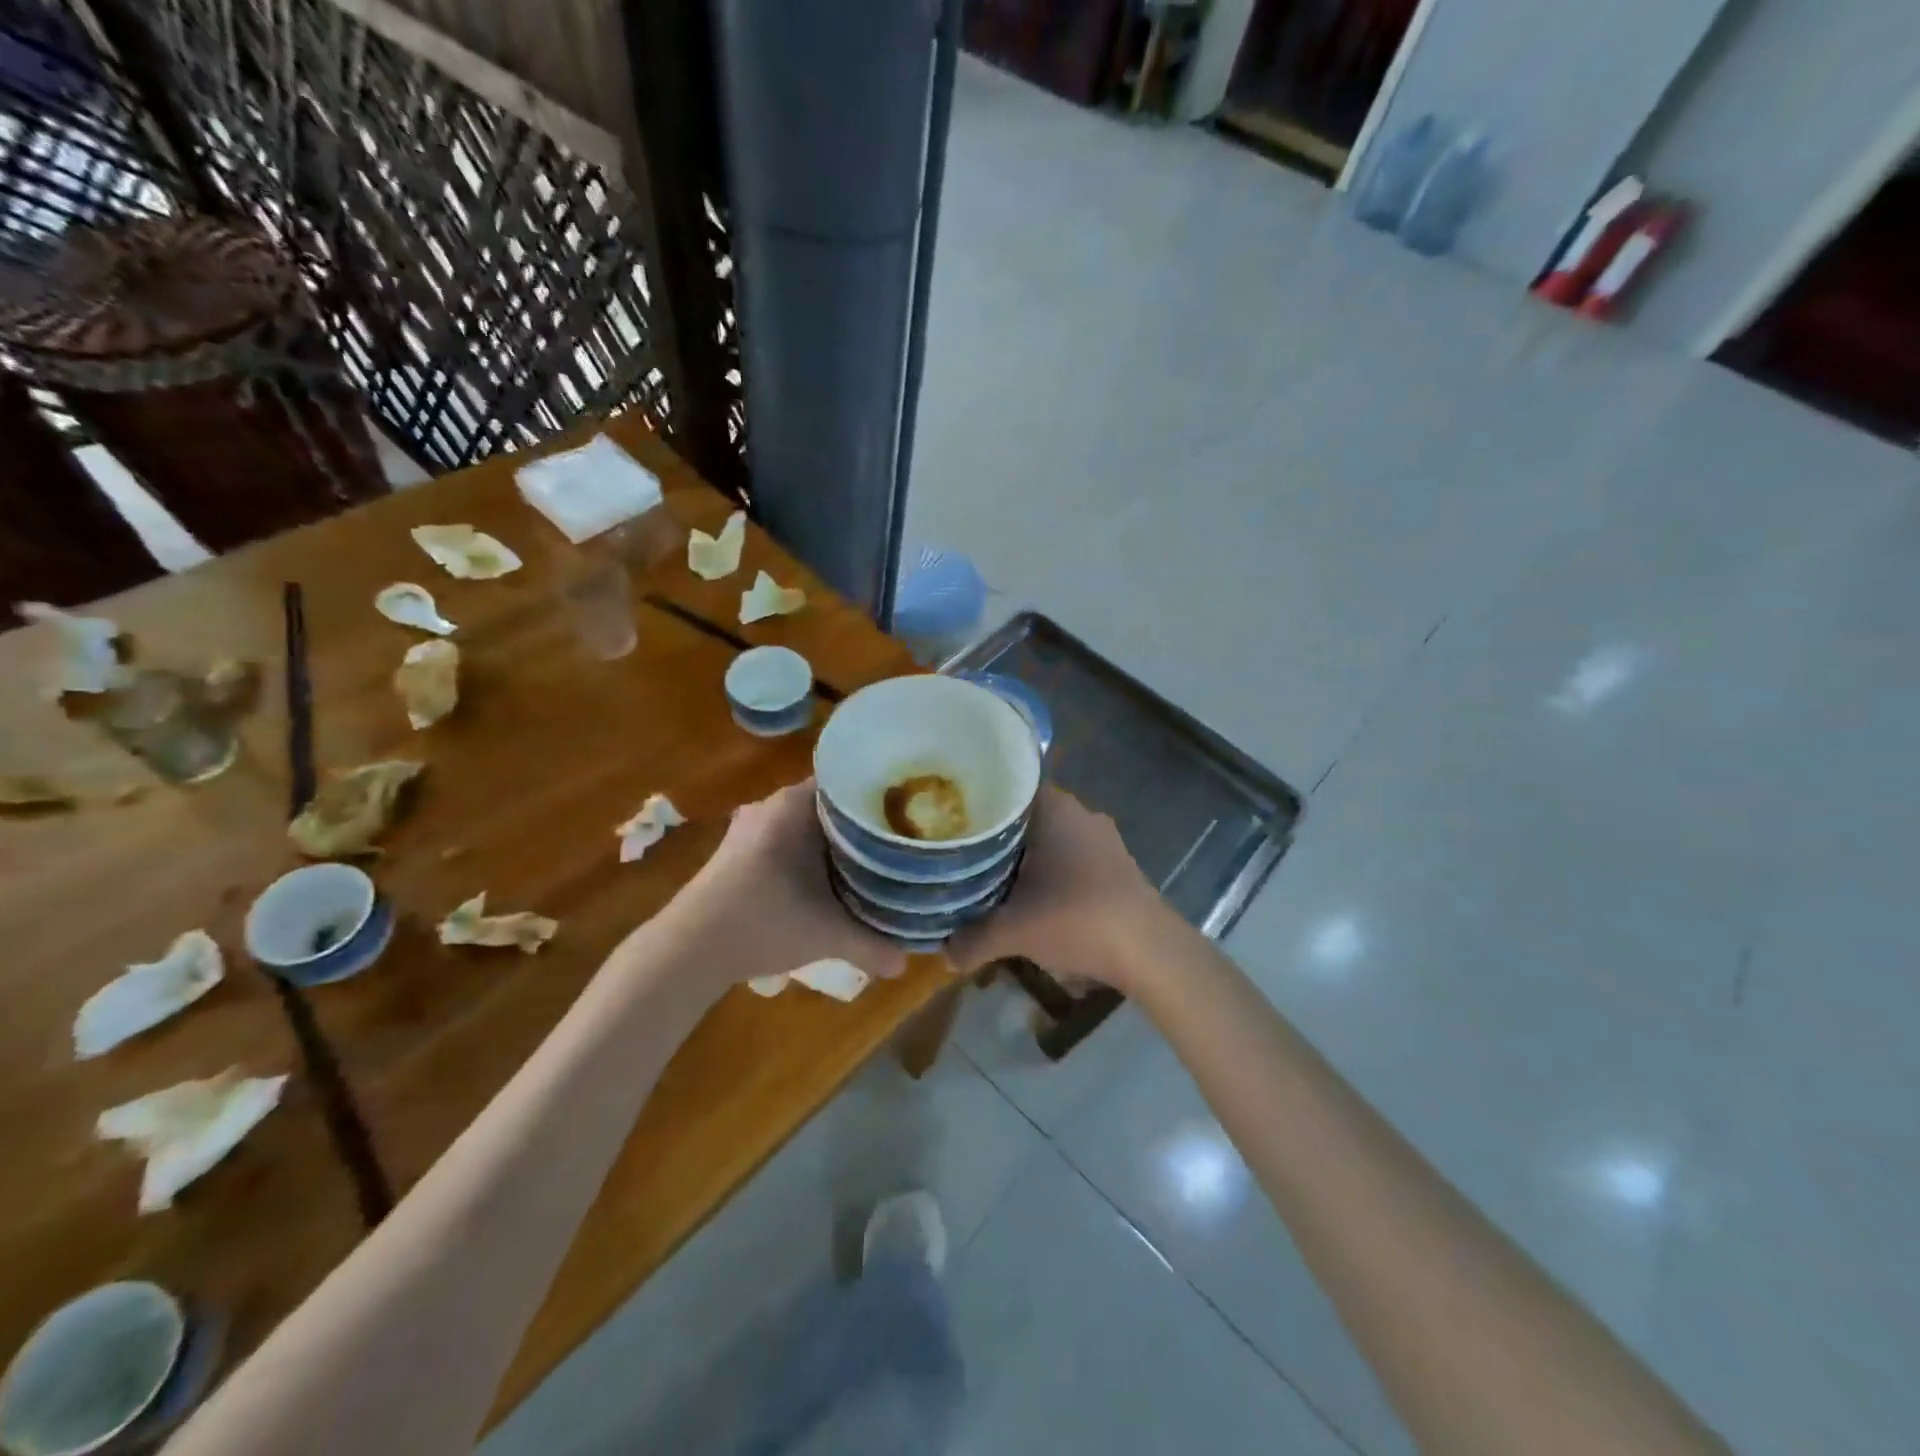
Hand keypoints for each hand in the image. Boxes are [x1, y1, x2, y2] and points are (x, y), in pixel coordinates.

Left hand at [671, 780, 908, 987]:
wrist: (689, 948)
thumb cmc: (764, 922)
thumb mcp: (827, 934)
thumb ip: (872, 945)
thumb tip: (906, 962)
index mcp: (795, 804)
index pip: (850, 781)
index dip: (881, 795)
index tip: (909, 812)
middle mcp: (773, 805)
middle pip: (831, 804)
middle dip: (863, 822)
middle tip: (899, 840)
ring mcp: (751, 826)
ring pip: (808, 823)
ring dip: (834, 840)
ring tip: (872, 859)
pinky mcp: (738, 850)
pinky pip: (787, 838)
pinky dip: (809, 852)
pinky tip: (827, 878)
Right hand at [948, 787, 1169, 995]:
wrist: (1150, 951)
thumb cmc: (1076, 919)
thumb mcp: (1013, 932)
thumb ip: (972, 939)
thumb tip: (944, 953)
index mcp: (1053, 808)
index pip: (1007, 787)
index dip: (977, 803)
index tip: (951, 820)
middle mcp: (1080, 812)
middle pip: (1026, 816)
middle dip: (997, 836)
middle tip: (963, 855)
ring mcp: (1103, 839)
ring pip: (1051, 839)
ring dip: (1027, 858)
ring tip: (992, 880)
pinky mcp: (1118, 865)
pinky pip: (1072, 859)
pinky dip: (1052, 874)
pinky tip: (1036, 900)